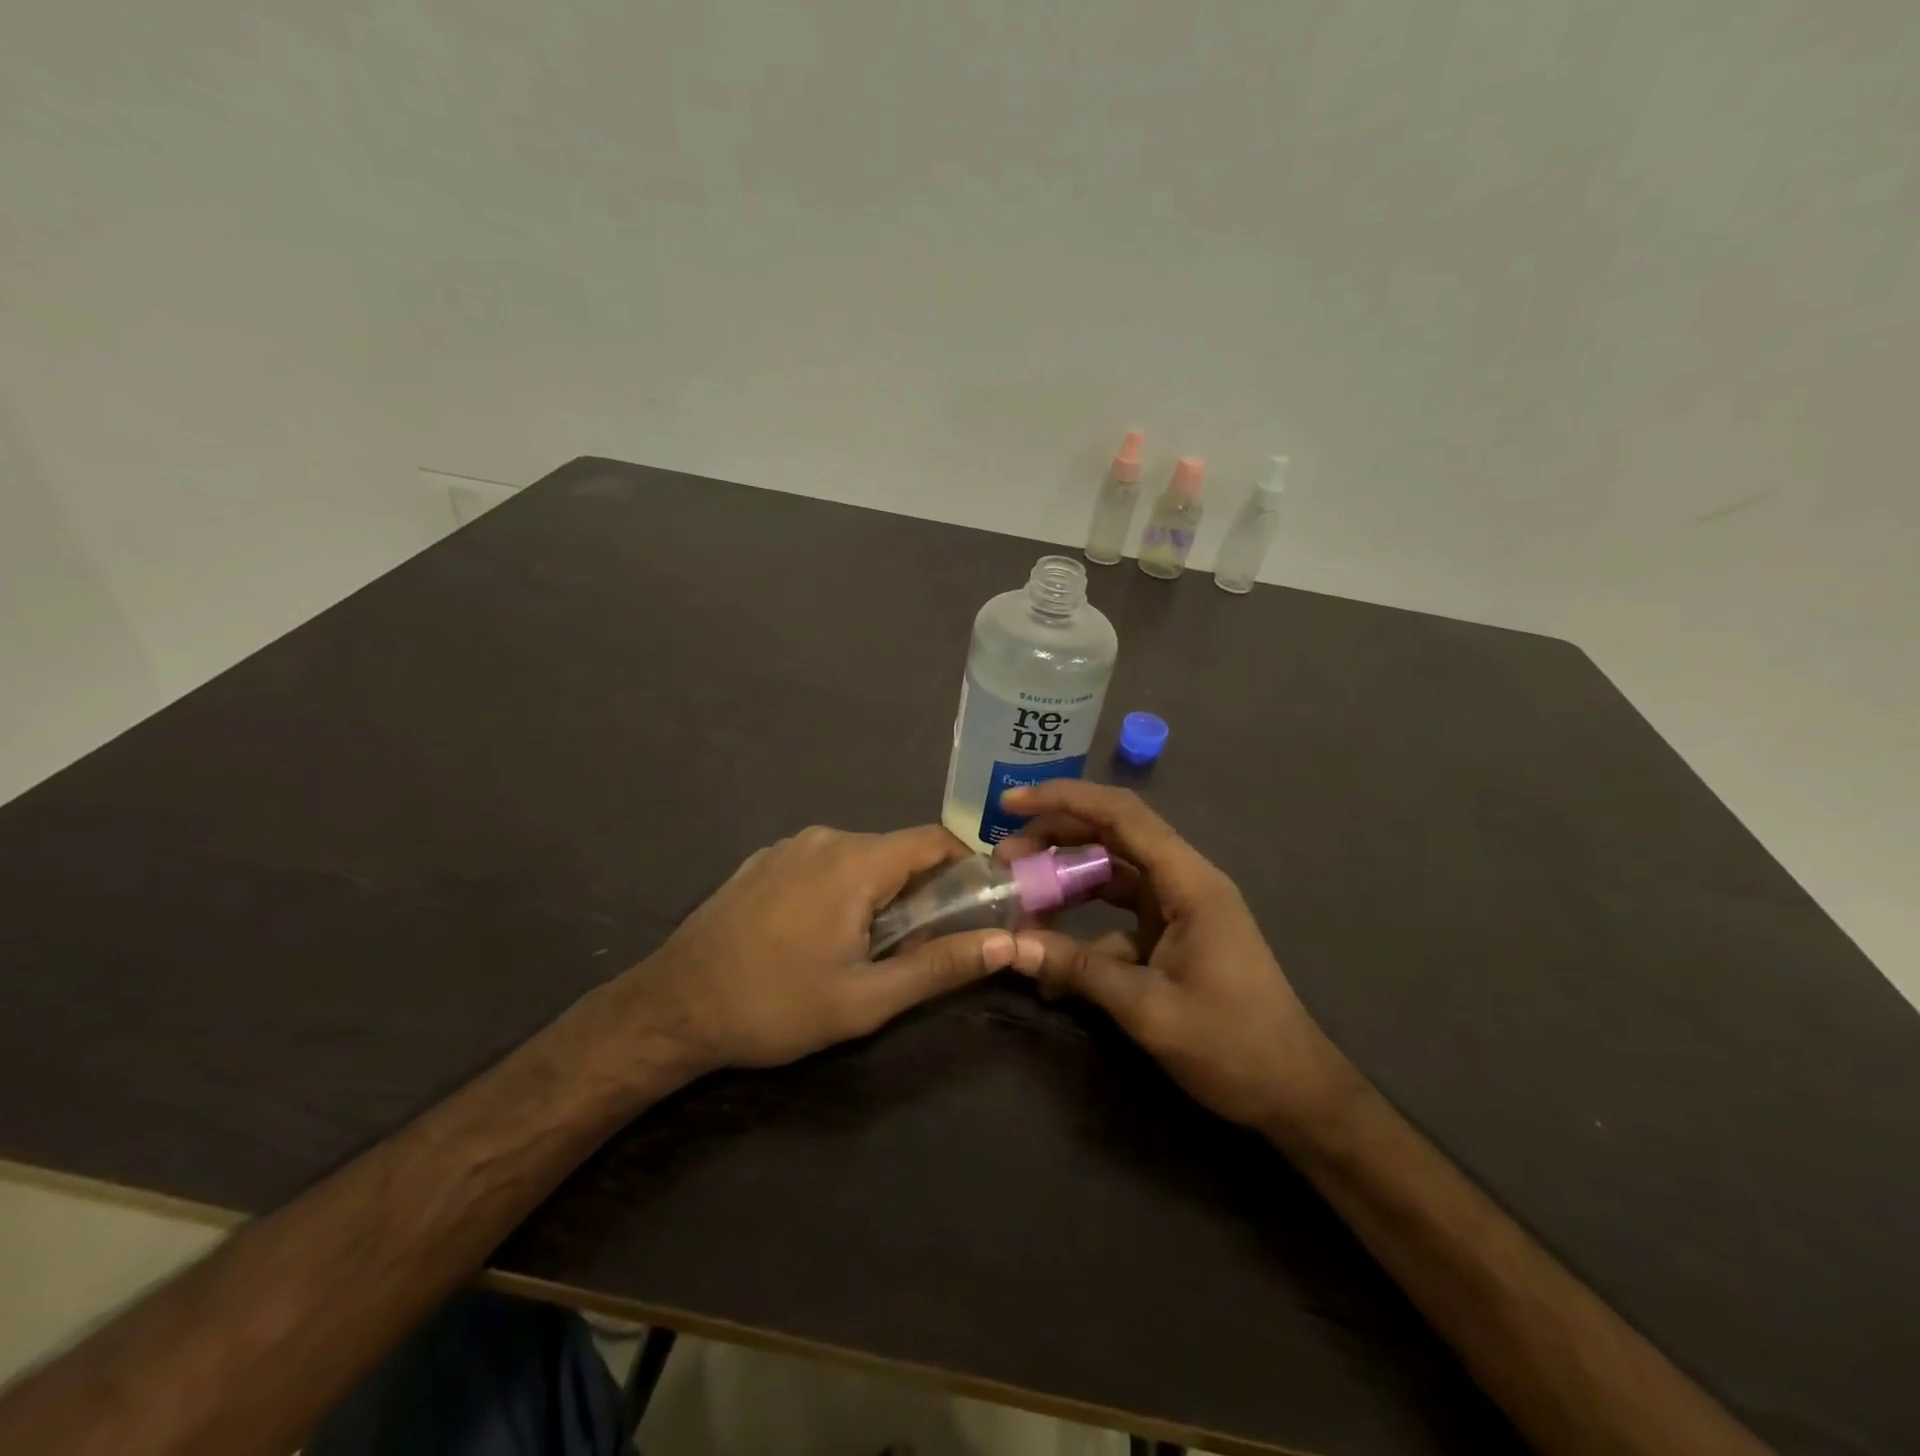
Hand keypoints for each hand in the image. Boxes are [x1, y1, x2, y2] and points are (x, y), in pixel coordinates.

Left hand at [619, 824, 1015, 1077]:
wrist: (672, 1007)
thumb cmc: (776, 1006)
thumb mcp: (866, 999)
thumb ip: (939, 965)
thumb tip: (1004, 944)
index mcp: (856, 861)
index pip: (934, 840)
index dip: (965, 867)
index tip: (978, 906)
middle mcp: (825, 838)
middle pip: (897, 851)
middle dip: (921, 891)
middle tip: (920, 944)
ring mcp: (788, 846)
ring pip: (859, 858)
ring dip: (879, 893)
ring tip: (867, 948)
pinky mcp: (763, 861)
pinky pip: (822, 863)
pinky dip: (840, 889)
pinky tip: (817, 935)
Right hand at [997, 781, 1354, 1136]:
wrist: (1294, 1094)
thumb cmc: (1234, 1045)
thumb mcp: (1149, 1009)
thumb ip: (1079, 971)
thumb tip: (1011, 947)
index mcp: (1189, 882)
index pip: (1122, 815)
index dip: (1065, 799)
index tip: (1013, 804)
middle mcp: (1183, 882)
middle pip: (1112, 836)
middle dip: (1056, 838)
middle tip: (1004, 857)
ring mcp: (1176, 909)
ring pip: (1110, 874)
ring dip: (1065, 882)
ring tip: (1018, 899)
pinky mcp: (1169, 936)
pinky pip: (1115, 917)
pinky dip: (1081, 930)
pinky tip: (1050, 964)